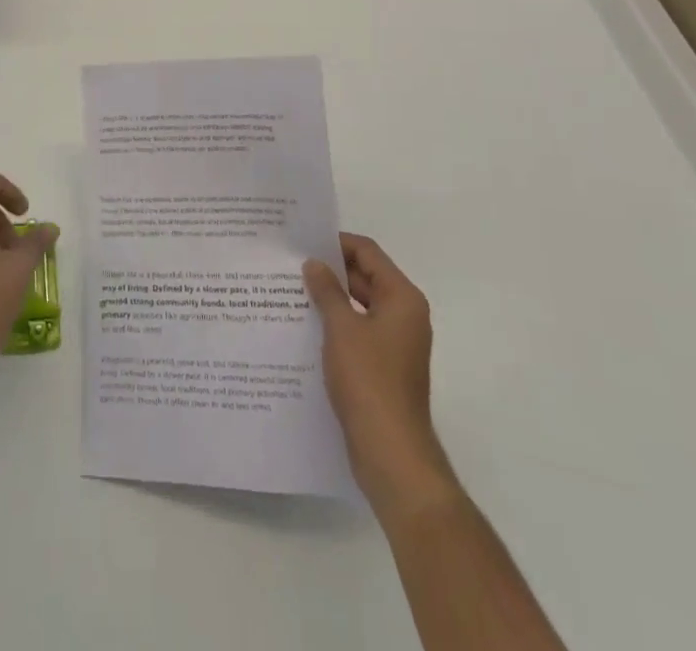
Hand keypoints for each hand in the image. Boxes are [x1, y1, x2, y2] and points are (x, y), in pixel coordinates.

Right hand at [303, 233, 456, 507]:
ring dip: (331, 298)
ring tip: (292, 292)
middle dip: (330, 271)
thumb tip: (315, 264)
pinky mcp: (384, 367)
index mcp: (402, 299)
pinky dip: (336, 324)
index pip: (368, 253)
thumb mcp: (341, 328)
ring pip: (360, 306)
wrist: (391, 453)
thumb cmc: (369, 381)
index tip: (303, 241)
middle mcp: (404, 316)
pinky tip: (305, 327)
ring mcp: (395, 344)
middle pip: (366, 277)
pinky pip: (358, 332)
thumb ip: (327, 291)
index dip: (336, 243)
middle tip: (291, 265)